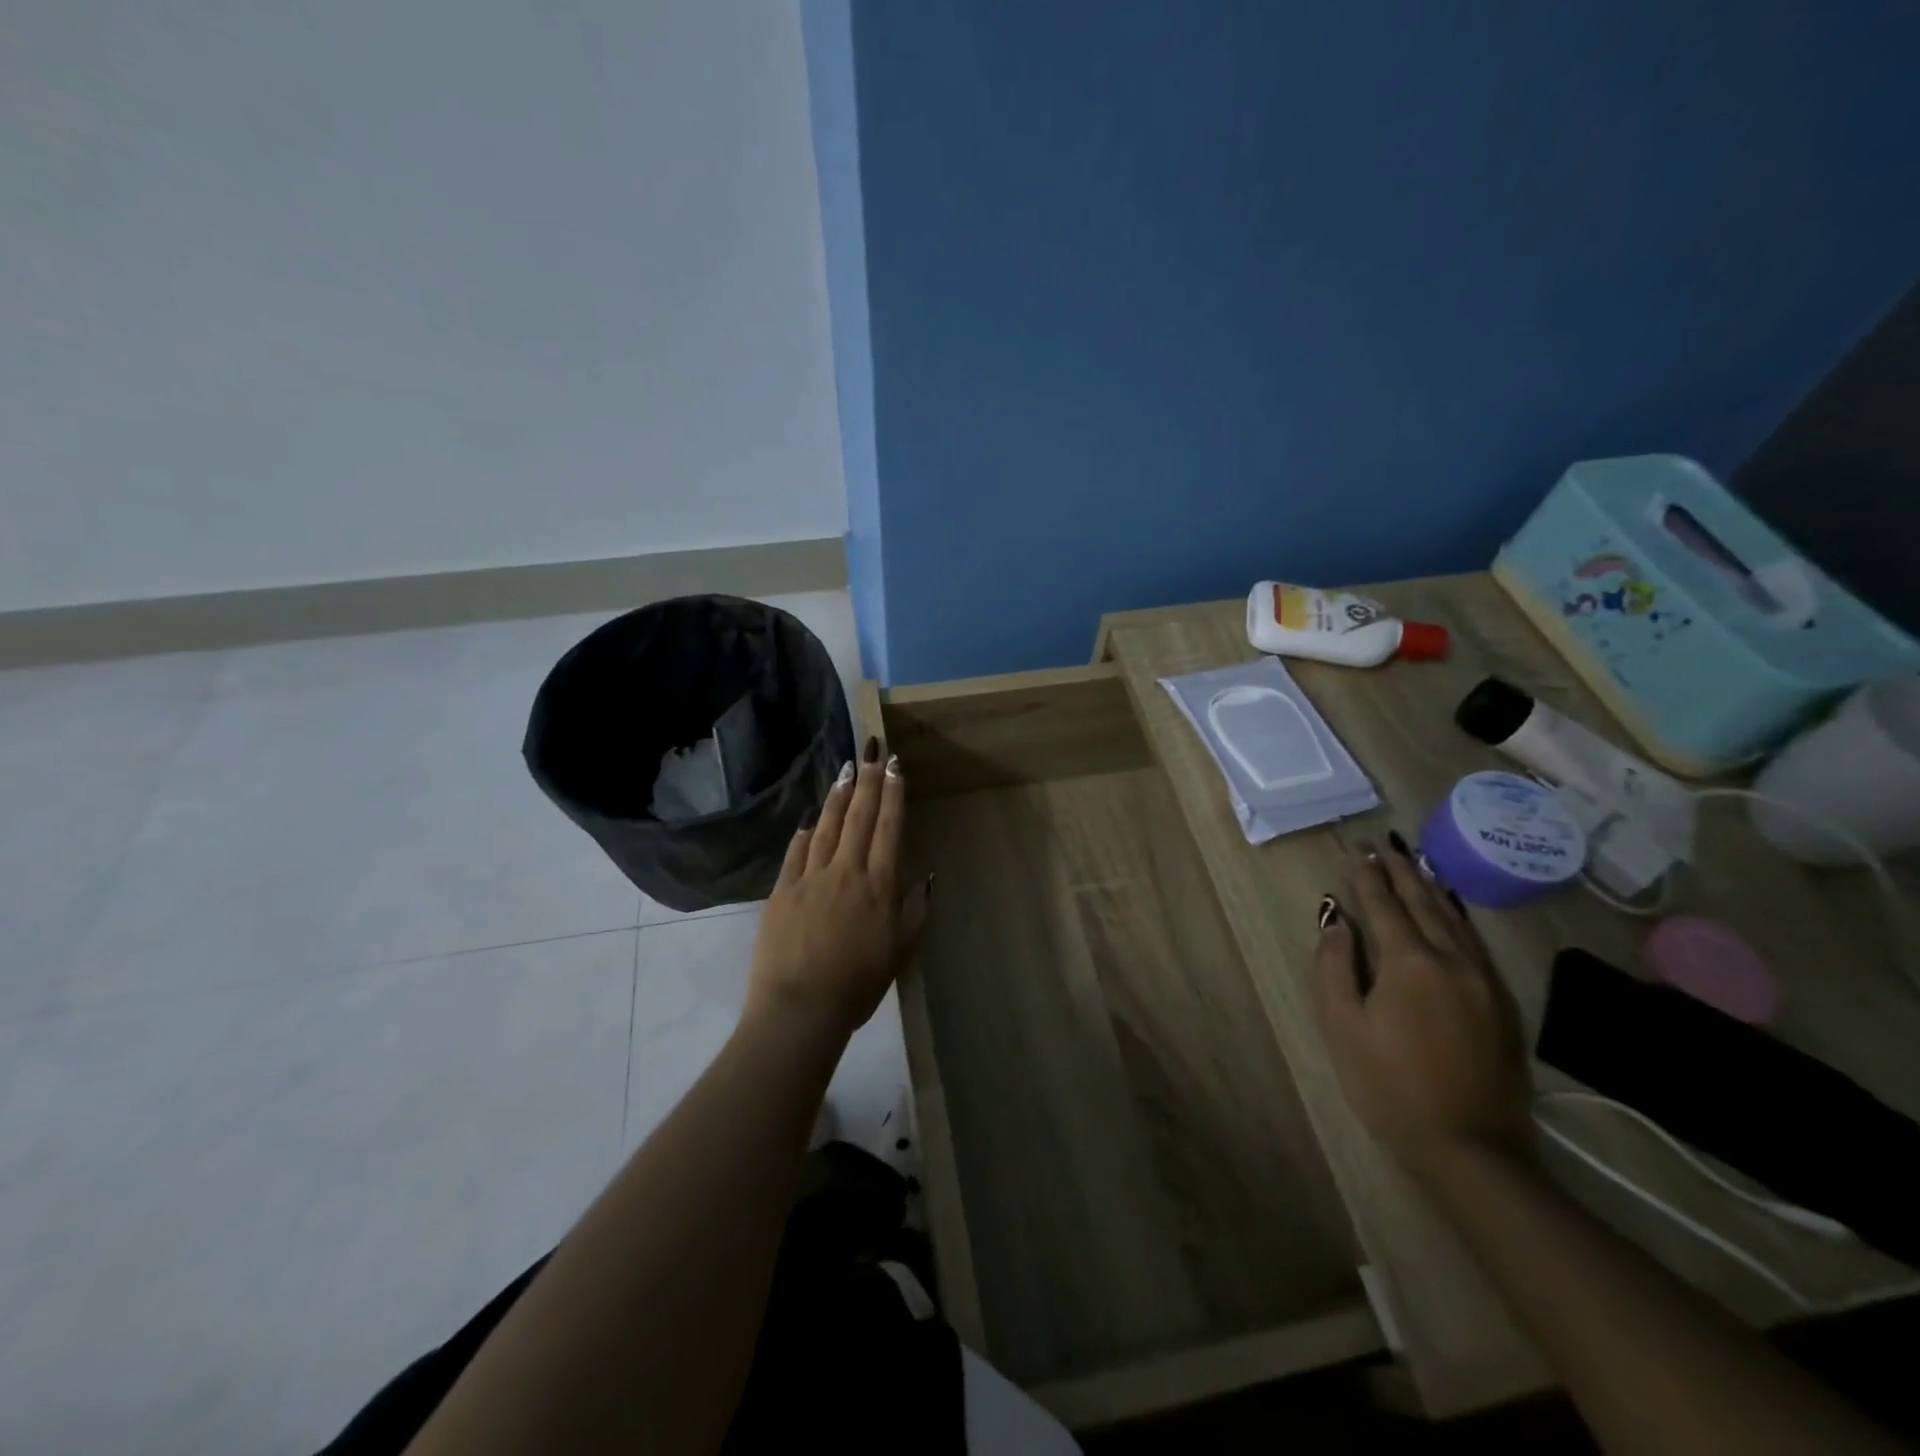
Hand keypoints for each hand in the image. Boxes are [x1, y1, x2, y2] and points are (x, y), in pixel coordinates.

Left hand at [746, 741, 931, 1038]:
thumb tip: (928, 876)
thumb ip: (916, 911)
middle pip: (859, 818)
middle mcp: (845, 871)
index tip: (896, 767)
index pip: (888, 829)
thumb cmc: (858, 984)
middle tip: (872, 752)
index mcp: (878, 885)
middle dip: (869, 782)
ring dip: (838, 798)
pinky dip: (804, 833)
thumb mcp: (900, 952)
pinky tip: (808, 819)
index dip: (893, 795)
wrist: (800, 1007)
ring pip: (826, 827)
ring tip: (846, 773)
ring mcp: (810, 878)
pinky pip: (795, 853)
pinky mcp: (781, 891)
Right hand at [1312, 837, 1532, 1180]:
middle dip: (1402, 873)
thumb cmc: (1389, 1086)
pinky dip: (1457, 917)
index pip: (1384, 906)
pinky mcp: (1502, 1004)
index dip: (1367, 878)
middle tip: (1385, 847)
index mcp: (1410, 963)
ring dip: (1432, 889)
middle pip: (1424, 904)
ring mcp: (1484, 982)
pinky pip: (1475, 943)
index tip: (1357, 852)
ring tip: (1417, 865)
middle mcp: (1453, 961)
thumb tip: (1338, 923)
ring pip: (1456, 920)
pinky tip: (1450, 912)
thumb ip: (1335, 966)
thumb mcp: (1343, 1026)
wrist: (1470, 1149)